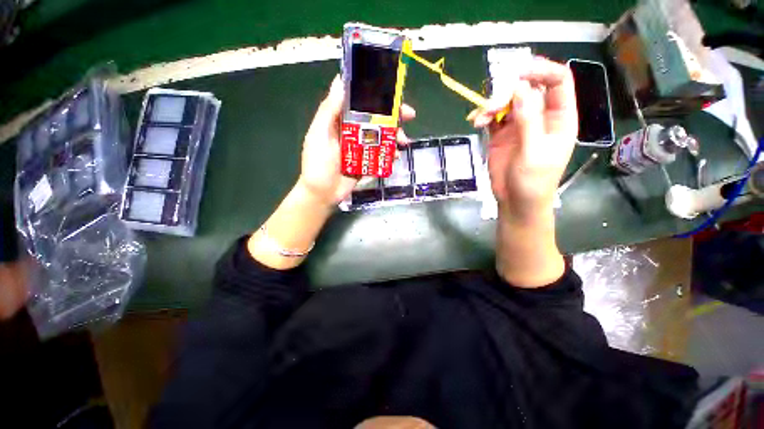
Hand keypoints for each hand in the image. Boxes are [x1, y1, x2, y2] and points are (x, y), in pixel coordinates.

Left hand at [298, 75, 415, 206]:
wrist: (322, 194)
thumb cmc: (318, 164)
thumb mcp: (319, 134)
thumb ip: (329, 111)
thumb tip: (340, 81)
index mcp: (341, 121)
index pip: (361, 103)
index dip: (377, 96)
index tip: (392, 93)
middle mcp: (353, 132)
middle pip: (376, 119)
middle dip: (393, 116)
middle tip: (410, 116)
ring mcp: (361, 148)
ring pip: (382, 137)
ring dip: (395, 136)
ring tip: (404, 142)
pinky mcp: (367, 163)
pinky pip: (382, 155)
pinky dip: (391, 154)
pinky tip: (396, 157)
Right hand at [471, 58, 577, 222]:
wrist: (516, 202)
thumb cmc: (533, 182)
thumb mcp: (534, 152)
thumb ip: (529, 120)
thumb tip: (520, 87)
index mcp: (559, 117)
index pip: (557, 81)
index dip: (540, 70)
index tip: (516, 73)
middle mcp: (540, 116)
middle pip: (526, 89)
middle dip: (506, 93)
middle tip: (489, 107)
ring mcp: (519, 125)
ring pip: (506, 102)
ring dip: (491, 105)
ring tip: (479, 119)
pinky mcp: (501, 135)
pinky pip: (493, 117)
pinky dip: (483, 116)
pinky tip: (475, 122)